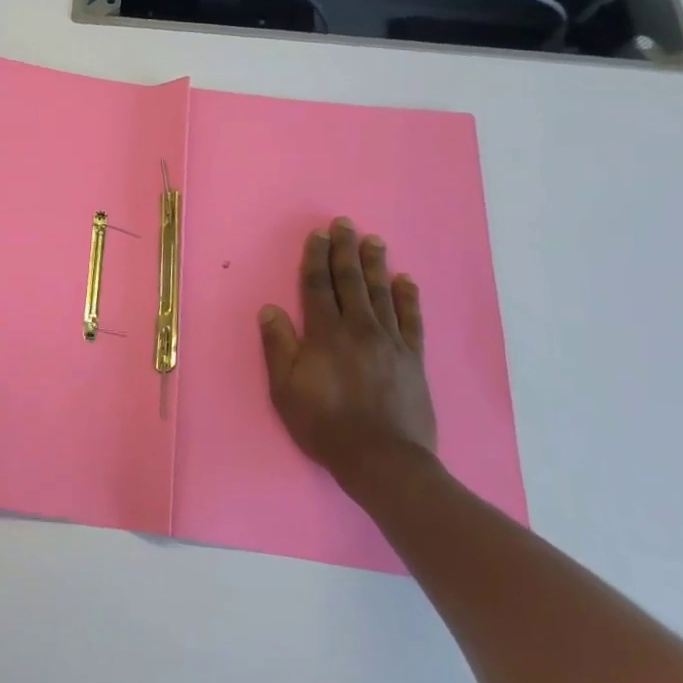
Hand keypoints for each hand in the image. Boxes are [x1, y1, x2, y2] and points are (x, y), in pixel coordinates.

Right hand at [258, 217, 437, 486]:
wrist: (381, 459)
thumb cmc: (324, 424)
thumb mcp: (285, 389)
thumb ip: (278, 346)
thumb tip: (270, 309)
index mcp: (325, 334)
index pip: (317, 287)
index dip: (316, 259)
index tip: (318, 235)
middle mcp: (359, 329)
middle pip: (350, 282)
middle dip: (345, 251)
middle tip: (345, 224)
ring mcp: (390, 342)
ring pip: (382, 293)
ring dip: (376, 265)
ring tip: (373, 240)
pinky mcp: (413, 358)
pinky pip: (411, 320)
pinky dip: (408, 297)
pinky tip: (406, 280)